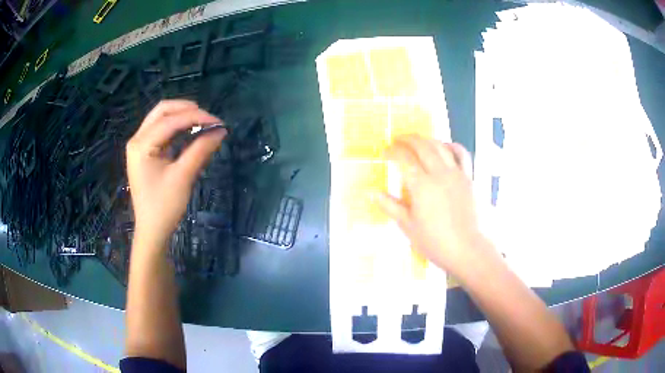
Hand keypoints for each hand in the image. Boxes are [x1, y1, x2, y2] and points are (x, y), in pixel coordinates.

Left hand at [126, 100, 226, 250]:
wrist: (152, 231)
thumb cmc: (164, 207)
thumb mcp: (183, 177)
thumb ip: (201, 150)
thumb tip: (221, 131)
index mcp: (141, 145)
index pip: (170, 120)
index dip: (196, 117)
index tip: (219, 122)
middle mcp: (137, 139)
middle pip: (162, 111)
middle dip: (186, 110)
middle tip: (208, 118)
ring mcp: (139, 145)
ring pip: (161, 118)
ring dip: (182, 117)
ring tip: (203, 123)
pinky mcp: (145, 152)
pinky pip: (161, 130)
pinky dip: (177, 128)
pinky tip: (191, 132)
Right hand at [376, 135, 490, 276]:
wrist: (467, 249)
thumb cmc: (435, 242)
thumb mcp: (408, 227)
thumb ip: (390, 207)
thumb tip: (372, 193)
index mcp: (421, 186)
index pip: (404, 159)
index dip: (392, 151)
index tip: (385, 152)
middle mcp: (439, 174)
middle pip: (422, 146)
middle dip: (407, 139)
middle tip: (398, 140)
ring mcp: (457, 174)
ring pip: (440, 146)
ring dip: (427, 139)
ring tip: (418, 141)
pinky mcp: (469, 178)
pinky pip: (462, 154)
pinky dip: (452, 146)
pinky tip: (446, 148)